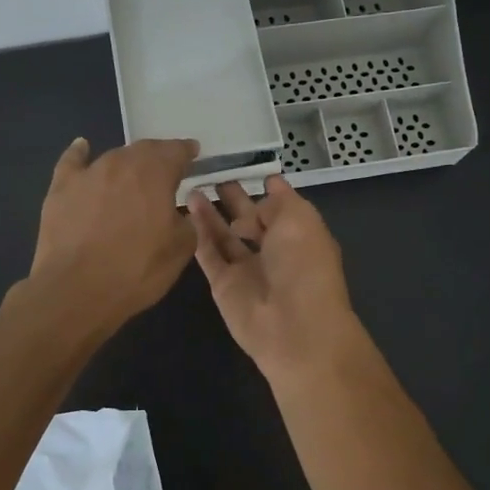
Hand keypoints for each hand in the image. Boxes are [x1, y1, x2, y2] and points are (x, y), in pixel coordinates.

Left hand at [24, 137, 199, 335]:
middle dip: (158, 157)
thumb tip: (180, 212)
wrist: (76, 290)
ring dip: (127, 163)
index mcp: (155, 173)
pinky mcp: (61, 188)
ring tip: (134, 174)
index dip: (186, 151)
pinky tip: (82, 148)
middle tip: (166, 170)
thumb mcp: (180, 250)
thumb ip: (187, 222)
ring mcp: (88, 173)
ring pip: (114, 158)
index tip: (193, 154)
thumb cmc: (136, 270)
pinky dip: (80, 154)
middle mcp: (121, 163)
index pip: (176, 151)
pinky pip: (73, 161)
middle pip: (144, 150)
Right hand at [189, 177, 361, 377]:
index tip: (243, 164)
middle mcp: (274, 250)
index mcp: (299, 233)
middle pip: (249, 219)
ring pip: (224, 235)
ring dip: (210, 213)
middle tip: (210, 174)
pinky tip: (184, 209)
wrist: (293, 326)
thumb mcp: (299, 219)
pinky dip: (197, 234)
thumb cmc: (304, 265)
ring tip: (191, 186)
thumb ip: (275, 203)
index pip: (280, 205)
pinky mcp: (223, 284)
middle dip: (233, 198)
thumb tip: (253, 207)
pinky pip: (208, 254)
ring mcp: (247, 269)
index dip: (265, 186)